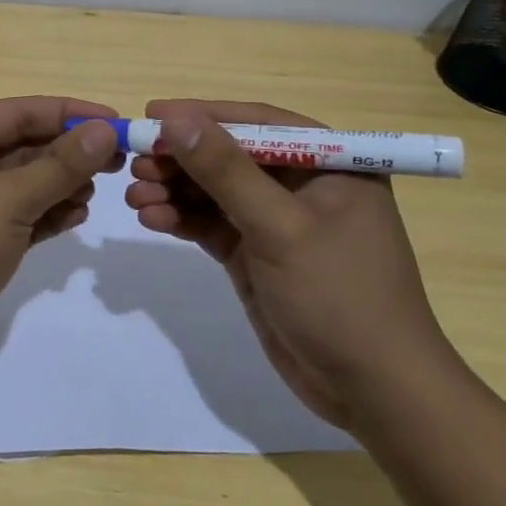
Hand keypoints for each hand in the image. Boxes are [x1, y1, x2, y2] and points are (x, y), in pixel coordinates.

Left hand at [0, 97, 123, 381]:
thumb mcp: (8, 198)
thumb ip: (60, 165)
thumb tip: (104, 130)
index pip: (23, 111)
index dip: (72, 114)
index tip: (119, 124)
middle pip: (25, 144)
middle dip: (70, 152)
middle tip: (120, 163)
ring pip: (24, 182)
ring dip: (61, 184)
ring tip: (99, 192)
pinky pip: (18, 216)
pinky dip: (46, 214)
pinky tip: (77, 216)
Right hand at [124, 99, 460, 431]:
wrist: (371, 391)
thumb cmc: (339, 295)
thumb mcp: (280, 227)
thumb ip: (226, 171)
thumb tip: (176, 120)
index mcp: (329, 164)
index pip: (258, 123)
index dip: (203, 115)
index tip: (152, 115)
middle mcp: (302, 185)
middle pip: (228, 156)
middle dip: (181, 159)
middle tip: (134, 163)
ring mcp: (276, 221)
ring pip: (214, 191)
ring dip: (173, 190)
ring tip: (133, 197)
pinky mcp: (256, 254)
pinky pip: (210, 224)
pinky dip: (180, 219)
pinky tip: (151, 219)